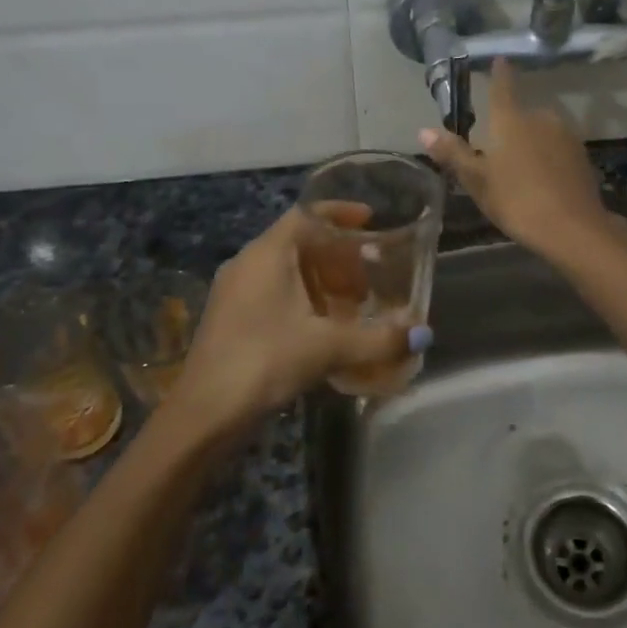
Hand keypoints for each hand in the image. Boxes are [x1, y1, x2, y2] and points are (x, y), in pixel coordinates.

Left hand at [166, 208, 429, 436]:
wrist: (204, 414)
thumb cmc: (264, 361)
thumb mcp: (327, 347)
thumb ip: (378, 338)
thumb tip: (423, 334)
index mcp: (267, 254)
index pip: (305, 214)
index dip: (340, 213)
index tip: (371, 221)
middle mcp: (248, 264)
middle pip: (299, 242)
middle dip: (338, 255)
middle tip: (371, 275)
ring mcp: (235, 292)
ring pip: (287, 270)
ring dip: (322, 280)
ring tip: (354, 304)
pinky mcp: (232, 319)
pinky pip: (275, 293)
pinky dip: (304, 299)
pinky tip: (324, 329)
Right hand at [420, 59, 618, 263]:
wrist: (573, 228)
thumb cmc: (517, 201)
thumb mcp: (477, 181)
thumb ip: (453, 153)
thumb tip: (423, 130)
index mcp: (511, 120)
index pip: (502, 87)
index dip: (499, 73)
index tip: (499, 60)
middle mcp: (541, 118)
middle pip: (521, 115)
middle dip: (509, 127)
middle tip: (497, 153)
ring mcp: (565, 135)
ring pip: (540, 132)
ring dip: (529, 143)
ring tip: (519, 172)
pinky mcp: (581, 155)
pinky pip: (556, 148)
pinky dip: (547, 157)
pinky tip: (542, 180)